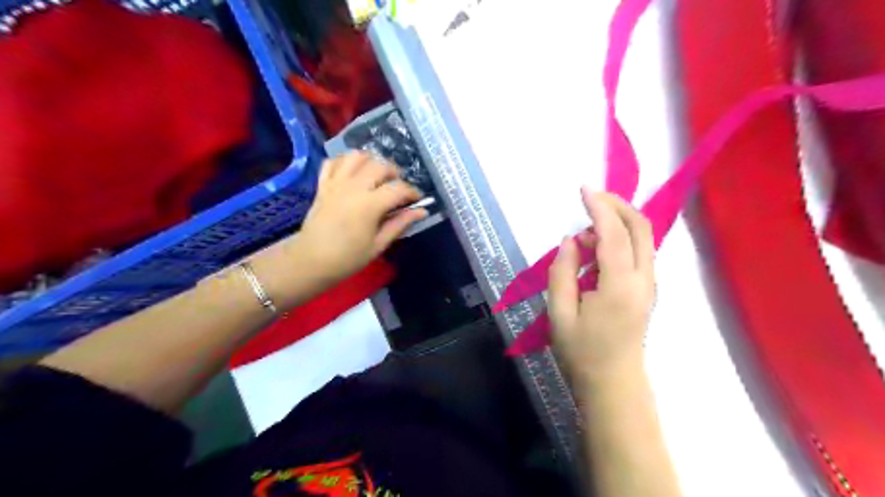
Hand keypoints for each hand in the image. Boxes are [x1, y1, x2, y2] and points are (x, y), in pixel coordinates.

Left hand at [293, 152, 425, 282]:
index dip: (412, 192)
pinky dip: (345, 161)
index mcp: (370, 204)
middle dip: (394, 173)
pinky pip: (333, 162)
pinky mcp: (323, 184)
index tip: (417, 200)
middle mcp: (354, 187)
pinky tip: (353, 172)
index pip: (398, 188)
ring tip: (376, 175)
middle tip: (397, 187)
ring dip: (371, 161)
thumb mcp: (379, 244)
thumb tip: (422, 212)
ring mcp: (336, 183)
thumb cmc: (348, 257)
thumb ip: (400, 224)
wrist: (311, 260)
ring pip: (356, 156)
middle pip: (380, 165)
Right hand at [548, 189, 654, 382]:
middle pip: (640, 227)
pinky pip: (638, 251)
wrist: (613, 384)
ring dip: (618, 221)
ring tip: (584, 235)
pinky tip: (596, 249)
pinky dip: (620, 238)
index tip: (583, 189)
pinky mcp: (647, 289)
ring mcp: (650, 284)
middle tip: (590, 197)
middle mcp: (643, 279)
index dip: (599, 207)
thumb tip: (571, 240)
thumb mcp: (559, 313)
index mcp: (620, 286)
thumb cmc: (581, 352)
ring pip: (643, 238)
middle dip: (617, 204)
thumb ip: (562, 272)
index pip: (614, 234)